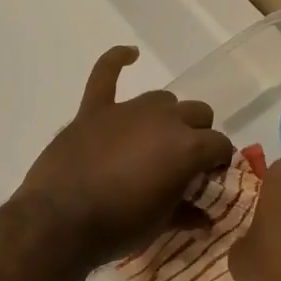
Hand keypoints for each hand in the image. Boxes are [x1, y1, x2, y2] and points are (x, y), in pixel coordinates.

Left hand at [15, 46, 235, 267]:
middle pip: (198, 113)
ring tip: (156, 139)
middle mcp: (164, 119)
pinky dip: (117, 60)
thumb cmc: (118, 227)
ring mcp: (128, 110)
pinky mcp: (95, 109)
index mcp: (188, 147)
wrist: (60, 221)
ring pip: (163, 99)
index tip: (209, 178)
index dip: (218, 162)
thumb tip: (204, 216)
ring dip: (166, 116)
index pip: (219, 145)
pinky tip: (129, 54)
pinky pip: (106, 73)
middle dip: (198, 135)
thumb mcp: (161, 224)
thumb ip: (187, 212)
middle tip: (184, 162)